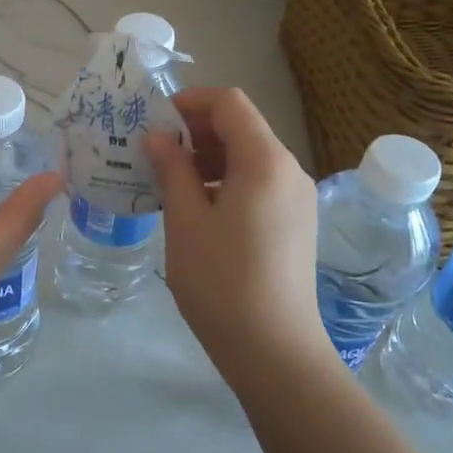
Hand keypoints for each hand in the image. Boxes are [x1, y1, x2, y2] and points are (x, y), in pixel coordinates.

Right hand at [145, 88, 327, 384]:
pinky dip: (226, 181)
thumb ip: (172, 168)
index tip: (154, 121)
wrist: (275, 351)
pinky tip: (197, 208)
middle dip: (196, 130)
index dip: (190, 102)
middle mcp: (289, 170)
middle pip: (242, 127)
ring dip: (209, 157)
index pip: (229, 103)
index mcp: (265, 161)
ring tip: (170, 182)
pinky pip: (258, 183)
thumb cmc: (222, 281)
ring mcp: (297, 198)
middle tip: (154, 152)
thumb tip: (159, 136)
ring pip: (250, 156)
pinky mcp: (295, 223)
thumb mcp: (185, 220)